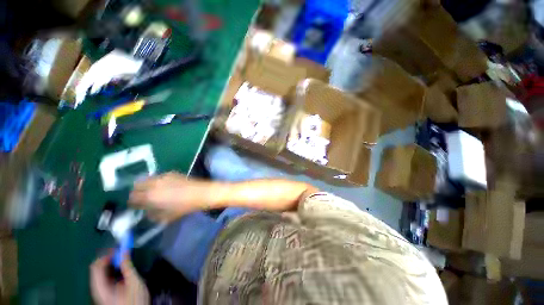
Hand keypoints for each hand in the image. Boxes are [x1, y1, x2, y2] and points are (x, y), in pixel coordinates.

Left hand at [90, 254, 149, 304]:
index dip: (106, 255)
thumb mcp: (134, 282)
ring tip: (122, 260)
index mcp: (101, 287)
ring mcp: (100, 291)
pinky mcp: (104, 293)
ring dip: (110, 264)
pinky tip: (120, 270)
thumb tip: (124, 251)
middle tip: (121, 253)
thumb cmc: (134, 299)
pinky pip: (103, 277)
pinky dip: (110, 270)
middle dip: (108, 258)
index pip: (96, 267)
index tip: (119, 249)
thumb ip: (127, 266)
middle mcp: (97, 289)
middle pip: (96, 269)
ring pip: (99, 273)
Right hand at [129, 172, 217, 221]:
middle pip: (136, 186)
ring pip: (146, 179)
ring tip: (153, 191)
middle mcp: (153, 184)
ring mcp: (162, 176)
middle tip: (143, 198)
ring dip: (146, 185)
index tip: (136, 206)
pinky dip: (156, 181)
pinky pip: (158, 176)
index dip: (133, 203)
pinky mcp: (171, 173)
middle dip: (137, 192)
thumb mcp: (166, 216)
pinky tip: (164, 186)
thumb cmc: (184, 207)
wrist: (201, 193)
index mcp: (150, 196)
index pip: (132, 198)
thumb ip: (152, 214)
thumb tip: (147, 212)